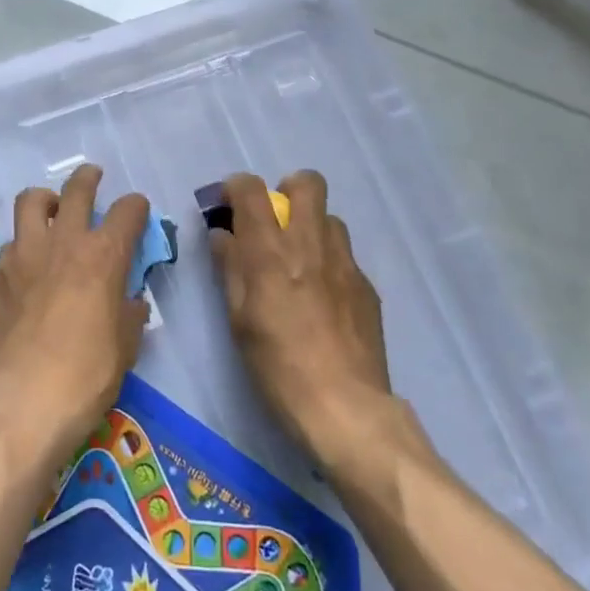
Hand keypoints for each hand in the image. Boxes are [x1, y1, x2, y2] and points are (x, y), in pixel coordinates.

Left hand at [0, 164, 150, 462]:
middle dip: (88, 178)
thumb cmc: (85, 376)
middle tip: (92, 178)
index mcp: (103, 255)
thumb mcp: (125, 348)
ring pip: (31, 202)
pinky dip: (21, 246)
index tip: (137, 212)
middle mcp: (63, 242)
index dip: (137, 207)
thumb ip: (129, 314)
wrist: (20, 401)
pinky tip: (24, 268)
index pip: (128, 211)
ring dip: (46, 200)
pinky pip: (9, 245)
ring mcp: (22, 254)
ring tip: (50, 210)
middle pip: (77, 189)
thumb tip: (131, 301)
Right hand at [209, 171, 399, 463]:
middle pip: (306, 183)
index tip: (228, 206)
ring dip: (310, 228)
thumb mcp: (238, 319)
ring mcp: (345, 263)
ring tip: (299, 264)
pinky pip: (344, 256)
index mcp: (270, 251)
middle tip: (274, 226)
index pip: (251, 189)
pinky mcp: (367, 286)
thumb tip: (223, 235)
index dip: (236, 188)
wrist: (345, 408)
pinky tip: (322, 300)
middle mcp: (310, 244)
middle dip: (286, 191)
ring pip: (330, 218)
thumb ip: (230, 268)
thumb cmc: (278, 366)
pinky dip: (328, 262)